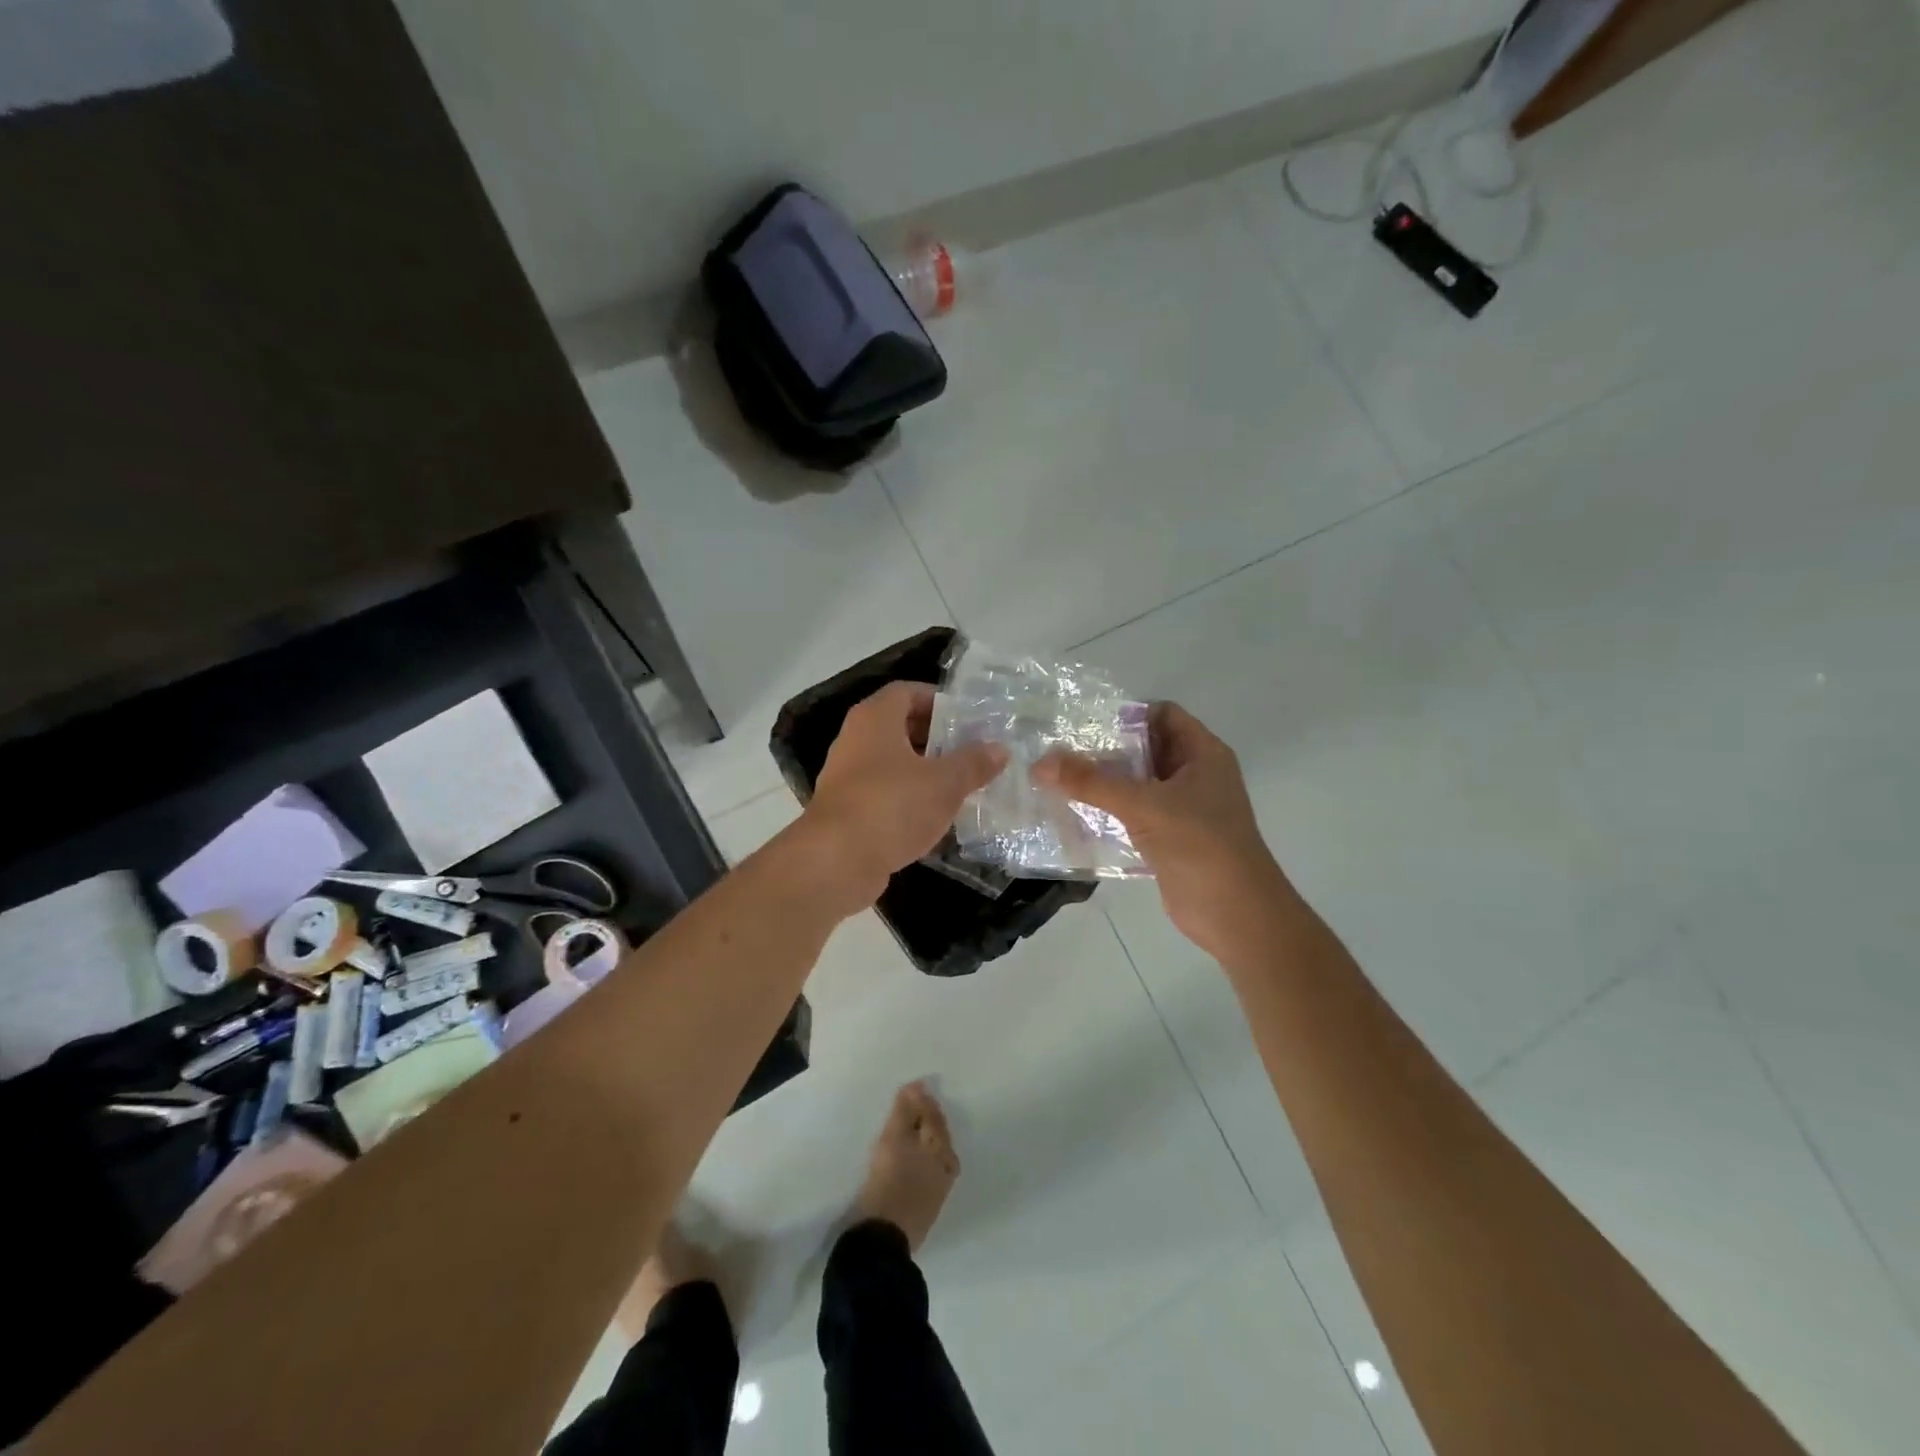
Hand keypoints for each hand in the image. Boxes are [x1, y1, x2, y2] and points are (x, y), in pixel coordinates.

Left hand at [805, 682, 1008, 909]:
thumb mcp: (945, 782)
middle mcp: (855, 740)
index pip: (907, 692)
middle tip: (971, 752)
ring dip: (925, 771)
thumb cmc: (892, 806)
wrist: (836, 862)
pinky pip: (885, 794)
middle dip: (936, 738)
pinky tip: (936, 817)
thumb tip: (1000, 749)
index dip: (938, 700)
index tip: (967, 718)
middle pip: (900, 727)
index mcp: (875, 719)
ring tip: (961, 785)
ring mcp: (847, 777)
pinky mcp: (848, 811)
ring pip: (893, 763)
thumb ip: (974, 763)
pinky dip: (909, 799)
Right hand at [1034, 702, 1288, 961]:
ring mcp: (1184, 809)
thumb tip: (1040, 762)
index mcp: (1203, 754)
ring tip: (1059, 778)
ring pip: (1138, 784)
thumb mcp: (1144, 806)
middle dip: (1107, 749)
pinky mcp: (1170, 838)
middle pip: (1146, 749)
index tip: (1083, 722)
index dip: (1127, 714)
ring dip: (1105, 782)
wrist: (1235, 914)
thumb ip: (1091, 782)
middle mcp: (1195, 775)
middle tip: (1061, 749)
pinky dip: (1109, 812)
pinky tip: (1075, 814)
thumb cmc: (1200, 845)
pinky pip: (1135, 814)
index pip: (1163, 715)